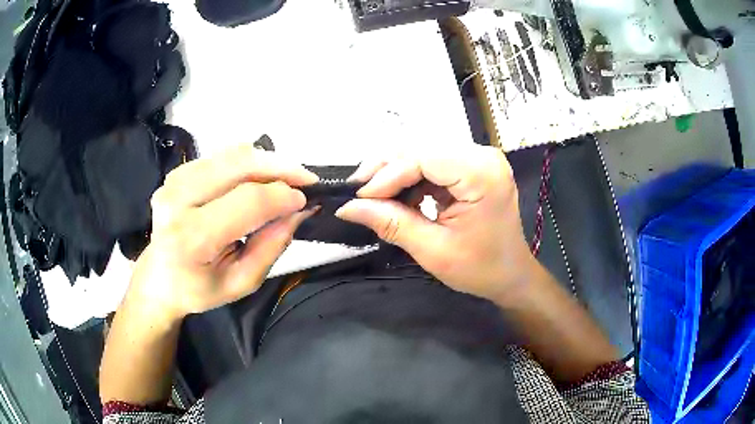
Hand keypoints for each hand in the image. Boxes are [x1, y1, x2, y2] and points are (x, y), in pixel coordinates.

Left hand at [125, 144, 318, 322]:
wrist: (159, 278)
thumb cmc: (199, 288)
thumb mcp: (242, 282)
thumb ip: (272, 245)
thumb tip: (301, 210)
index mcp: (192, 237)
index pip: (247, 201)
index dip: (283, 196)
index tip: (307, 200)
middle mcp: (178, 199)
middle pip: (240, 164)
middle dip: (281, 167)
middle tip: (306, 179)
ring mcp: (175, 181)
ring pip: (232, 154)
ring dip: (266, 162)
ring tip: (284, 180)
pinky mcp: (177, 172)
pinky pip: (221, 157)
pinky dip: (246, 163)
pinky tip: (256, 180)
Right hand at [336, 145, 535, 302]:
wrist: (511, 274)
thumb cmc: (480, 268)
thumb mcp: (433, 250)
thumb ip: (391, 224)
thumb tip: (347, 208)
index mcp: (481, 173)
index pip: (422, 157)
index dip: (386, 174)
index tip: (359, 197)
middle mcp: (482, 155)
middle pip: (421, 148)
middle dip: (385, 169)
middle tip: (359, 193)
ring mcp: (478, 158)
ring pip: (423, 152)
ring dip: (395, 172)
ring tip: (373, 196)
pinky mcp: (472, 166)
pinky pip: (433, 163)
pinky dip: (410, 178)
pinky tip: (398, 197)